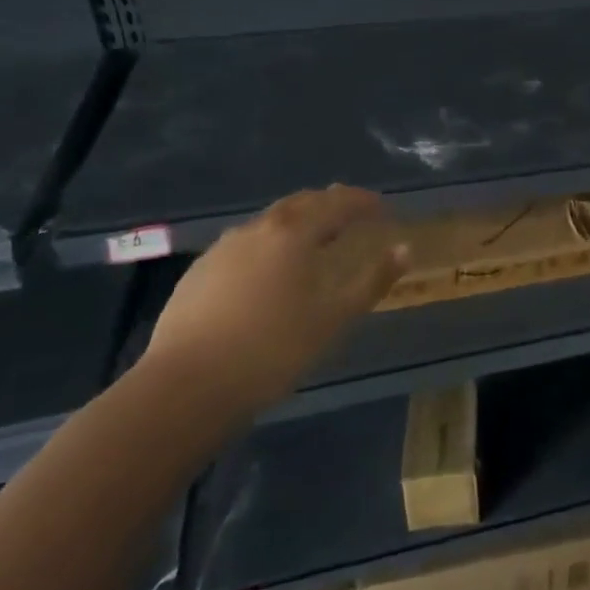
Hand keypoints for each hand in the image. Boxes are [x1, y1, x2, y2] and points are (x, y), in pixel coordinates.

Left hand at [142, 185, 409, 421]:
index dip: (362, 201)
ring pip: (269, 222)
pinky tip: (267, 271)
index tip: (382, 206)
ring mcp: (222, 249)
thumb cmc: (272, 350)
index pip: (336, 202)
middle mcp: (258, 230)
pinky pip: (243, 245)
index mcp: (294, 233)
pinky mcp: (197, 273)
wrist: (185, 388)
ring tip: (312, 240)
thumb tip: (404, 249)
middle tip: (350, 213)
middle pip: (300, 204)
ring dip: (296, 222)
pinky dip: (267, 245)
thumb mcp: (334, 317)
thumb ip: (373, 280)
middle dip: (328, 204)